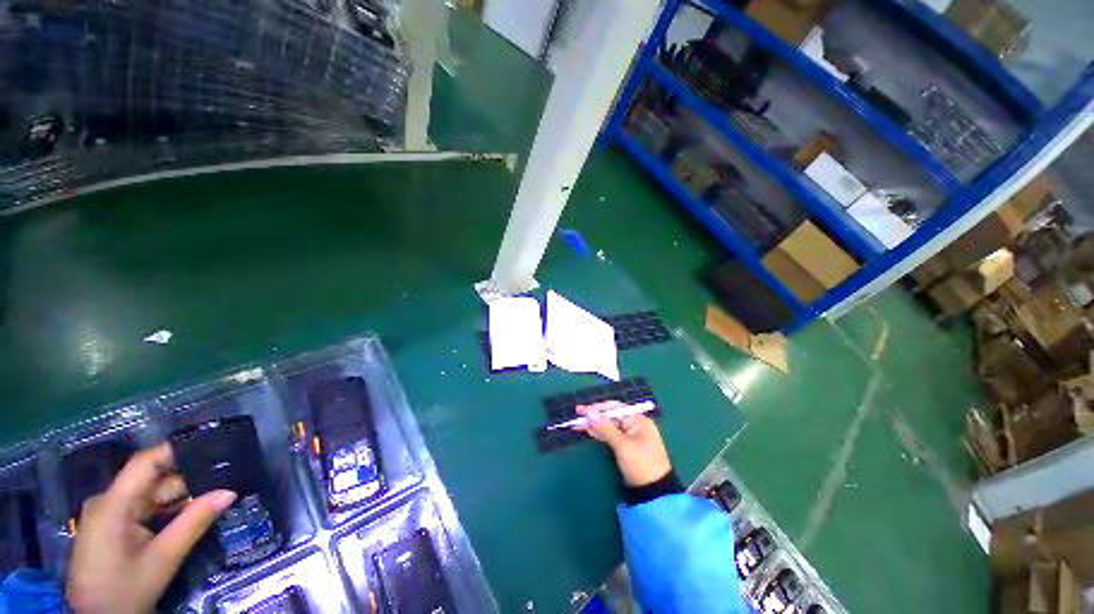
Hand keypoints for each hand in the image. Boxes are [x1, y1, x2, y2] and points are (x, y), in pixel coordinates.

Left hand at [66, 443, 236, 613]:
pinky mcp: (114, 526)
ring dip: (181, 498)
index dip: (177, 449)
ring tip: (216, 495)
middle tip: (227, 479)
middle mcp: (109, 501)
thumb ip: (194, 523)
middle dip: (189, 481)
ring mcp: (110, 514)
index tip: (214, 444)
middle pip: (153, 480)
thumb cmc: (124, 590)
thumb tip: (230, 491)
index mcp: (113, 503)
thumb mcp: (162, 560)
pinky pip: (146, 509)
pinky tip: (191, 513)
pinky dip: (169, 510)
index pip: (146, 462)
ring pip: (152, 496)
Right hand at [576, 401, 671, 487]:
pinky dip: (601, 433)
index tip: (582, 410)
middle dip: (595, 416)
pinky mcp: (627, 445)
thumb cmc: (640, 464)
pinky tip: (589, 431)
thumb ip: (605, 428)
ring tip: (578, 423)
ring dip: (595, 425)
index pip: (615, 408)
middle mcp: (635, 424)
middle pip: (612, 416)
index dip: (597, 408)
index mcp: (638, 420)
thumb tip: (589, 412)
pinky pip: (612, 434)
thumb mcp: (622, 445)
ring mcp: (631, 435)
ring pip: (610, 425)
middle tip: (577, 414)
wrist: (654, 492)